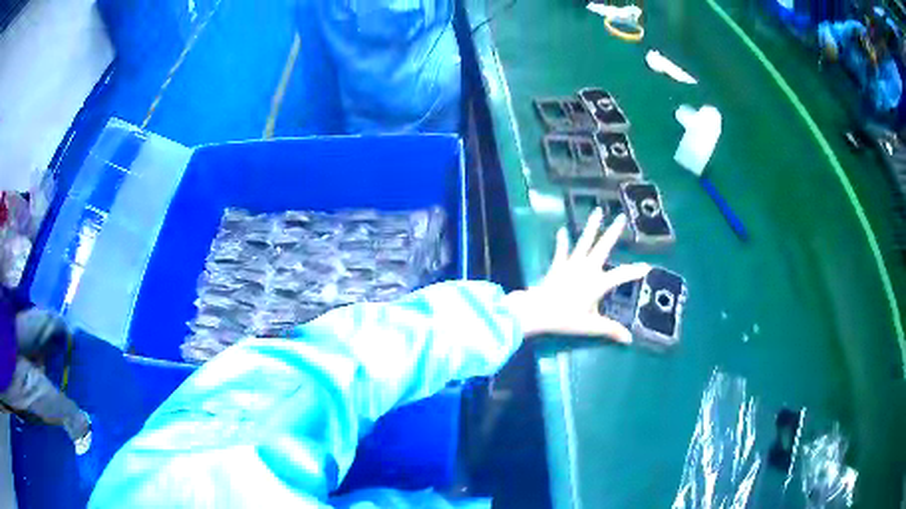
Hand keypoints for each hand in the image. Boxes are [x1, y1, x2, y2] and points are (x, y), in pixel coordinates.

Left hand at [505, 209, 649, 342]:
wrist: (538, 311)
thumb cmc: (566, 318)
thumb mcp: (591, 326)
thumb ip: (610, 330)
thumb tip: (629, 339)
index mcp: (598, 282)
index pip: (622, 275)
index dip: (635, 271)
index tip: (647, 266)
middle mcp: (588, 268)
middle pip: (604, 247)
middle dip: (614, 232)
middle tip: (621, 217)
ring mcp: (572, 264)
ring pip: (584, 241)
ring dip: (591, 226)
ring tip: (597, 210)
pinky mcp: (558, 265)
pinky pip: (561, 250)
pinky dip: (562, 241)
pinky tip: (562, 230)